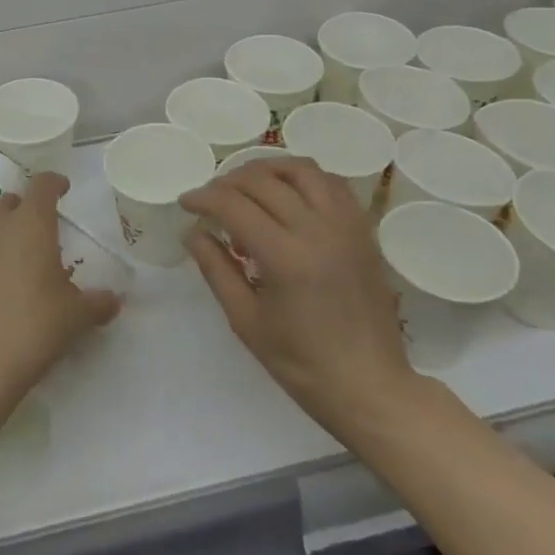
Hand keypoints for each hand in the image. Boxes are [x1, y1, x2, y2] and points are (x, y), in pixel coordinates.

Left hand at [0, 172, 120, 419]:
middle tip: (36, 237)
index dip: (55, 183)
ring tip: (8, 264)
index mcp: (30, 224)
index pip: (43, 185)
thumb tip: (114, 301)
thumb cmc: (32, 329)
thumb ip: (97, 303)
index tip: (62, 189)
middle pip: (9, 202)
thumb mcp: (74, 318)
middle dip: (23, 212)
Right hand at [181, 156, 416, 431]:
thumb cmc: (301, 363)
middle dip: (227, 182)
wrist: (369, 386)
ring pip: (301, 170)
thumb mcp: (245, 320)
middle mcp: (317, 230)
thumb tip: (192, 232)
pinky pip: (332, 183)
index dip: (203, 198)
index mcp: (285, 257)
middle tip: (210, 198)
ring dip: (267, 169)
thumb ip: (216, 269)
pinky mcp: (363, 230)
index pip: (233, 205)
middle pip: (263, 181)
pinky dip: (303, 177)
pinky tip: (287, 192)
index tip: (186, 203)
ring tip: (246, 184)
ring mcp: (346, 226)